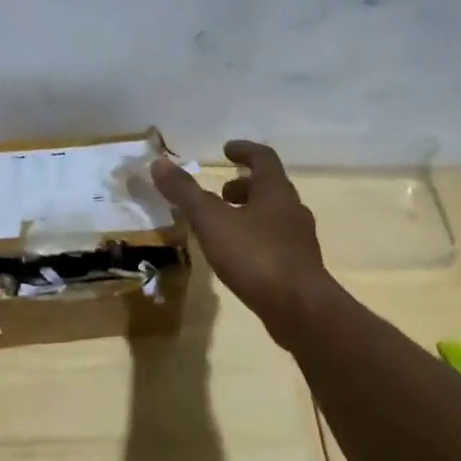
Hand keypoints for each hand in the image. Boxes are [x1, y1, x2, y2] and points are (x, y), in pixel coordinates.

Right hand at [151, 140, 336, 329]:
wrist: (300, 310)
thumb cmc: (256, 256)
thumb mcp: (212, 221)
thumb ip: (186, 193)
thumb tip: (160, 163)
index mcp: (276, 191)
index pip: (264, 158)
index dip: (244, 151)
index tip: (226, 150)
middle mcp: (292, 210)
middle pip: (270, 188)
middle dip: (244, 187)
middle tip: (220, 193)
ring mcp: (299, 241)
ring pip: (273, 217)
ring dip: (249, 214)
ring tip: (222, 227)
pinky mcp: (299, 268)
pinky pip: (274, 243)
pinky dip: (254, 240)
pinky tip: (237, 257)